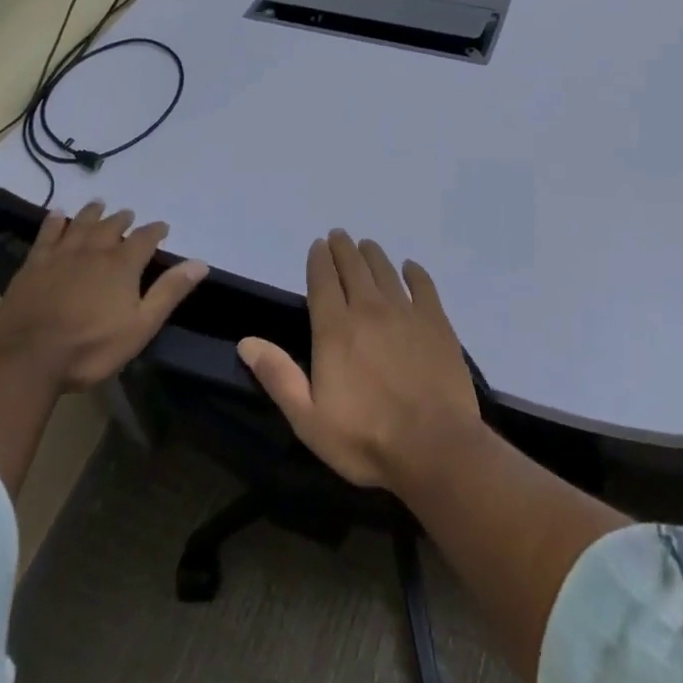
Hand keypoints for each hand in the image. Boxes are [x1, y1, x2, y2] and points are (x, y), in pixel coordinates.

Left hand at [0, 201, 208, 390]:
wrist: (27, 358)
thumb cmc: (90, 347)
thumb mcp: (140, 326)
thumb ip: (169, 292)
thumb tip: (200, 263)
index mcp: (122, 264)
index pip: (145, 238)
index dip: (155, 230)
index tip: (162, 227)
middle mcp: (95, 250)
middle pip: (112, 225)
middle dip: (123, 219)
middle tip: (128, 215)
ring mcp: (62, 254)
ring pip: (82, 223)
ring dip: (93, 212)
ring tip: (99, 205)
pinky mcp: (35, 263)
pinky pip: (48, 233)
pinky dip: (55, 221)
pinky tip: (58, 215)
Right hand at [238, 230, 482, 491]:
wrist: (434, 447)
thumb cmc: (366, 438)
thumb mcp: (308, 419)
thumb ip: (278, 376)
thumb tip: (246, 342)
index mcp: (335, 328)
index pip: (323, 280)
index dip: (319, 259)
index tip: (317, 245)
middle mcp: (368, 309)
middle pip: (353, 267)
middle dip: (343, 248)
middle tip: (339, 235)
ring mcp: (405, 312)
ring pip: (385, 270)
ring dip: (373, 254)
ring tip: (366, 245)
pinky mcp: (435, 322)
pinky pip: (423, 285)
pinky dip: (414, 272)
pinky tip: (410, 268)